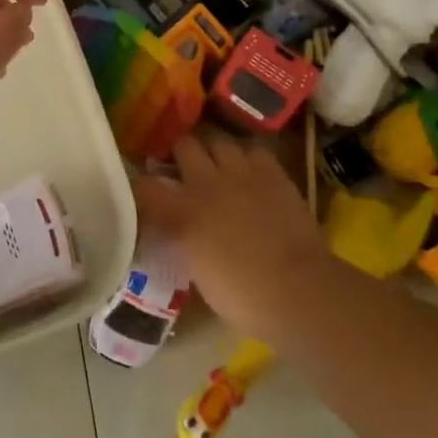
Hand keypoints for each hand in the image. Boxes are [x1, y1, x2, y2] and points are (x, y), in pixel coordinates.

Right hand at [133, 133, 329, 336]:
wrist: (297, 290)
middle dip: (181, 154)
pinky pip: (254, 150)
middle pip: (184, 145)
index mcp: (182, 214)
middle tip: (185, 169)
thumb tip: (181, 234)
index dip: (140, 186)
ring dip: (215, 152)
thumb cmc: (243, 296)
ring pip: (219, 141)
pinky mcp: (272, 173)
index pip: (146, 186)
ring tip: (219, 165)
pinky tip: (251, 172)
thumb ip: (185, 243)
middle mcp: (207, 183)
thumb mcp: (198, 274)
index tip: (142, 191)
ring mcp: (242, 173)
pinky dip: (248, 158)